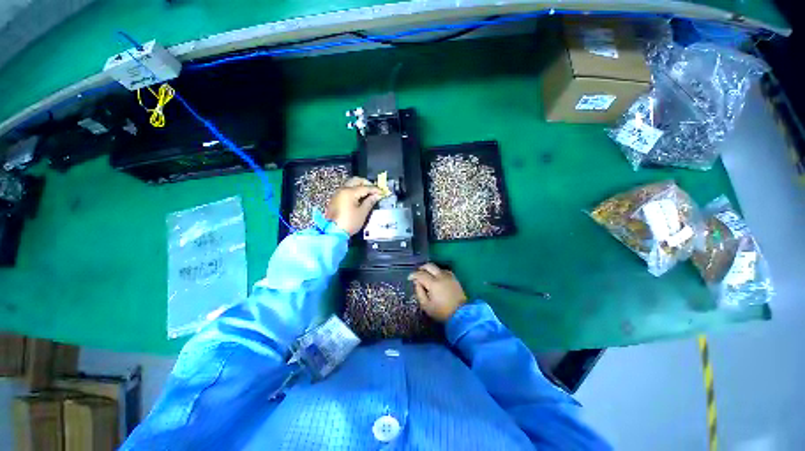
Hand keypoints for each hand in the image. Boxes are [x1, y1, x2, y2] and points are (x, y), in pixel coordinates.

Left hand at [325, 177, 382, 235]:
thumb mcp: (362, 213)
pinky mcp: (335, 199)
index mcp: (349, 192)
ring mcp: (337, 194)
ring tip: (368, 194)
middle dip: (366, 183)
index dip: (375, 189)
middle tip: (374, 190)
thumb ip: (370, 201)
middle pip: (356, 180)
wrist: (333, 232)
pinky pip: (346, 190)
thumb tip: (376, 195)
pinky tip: (360, 198)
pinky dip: (354, 191)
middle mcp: (342, 189)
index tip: (382, 192)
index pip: (365, 187)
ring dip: (359, 187)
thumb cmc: (349, 222)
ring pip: (350, 184)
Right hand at [408, 263, 467, 321]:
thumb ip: (419, 292)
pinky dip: (438, 271)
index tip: (409, 278)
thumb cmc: (441, 311)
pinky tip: (437, 277)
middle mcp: (441, 276)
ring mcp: (449, 276)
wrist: (461, 314)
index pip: (420, 274)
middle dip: (421, 268)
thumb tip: (417, 282)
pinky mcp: (455, 278)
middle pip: (429, 266)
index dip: (413, 275)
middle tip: (417, 274)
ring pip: (437, 267)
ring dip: (430, 269)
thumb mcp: (426, 305)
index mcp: (433, 283)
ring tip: (427, 276)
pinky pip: (444, 270)